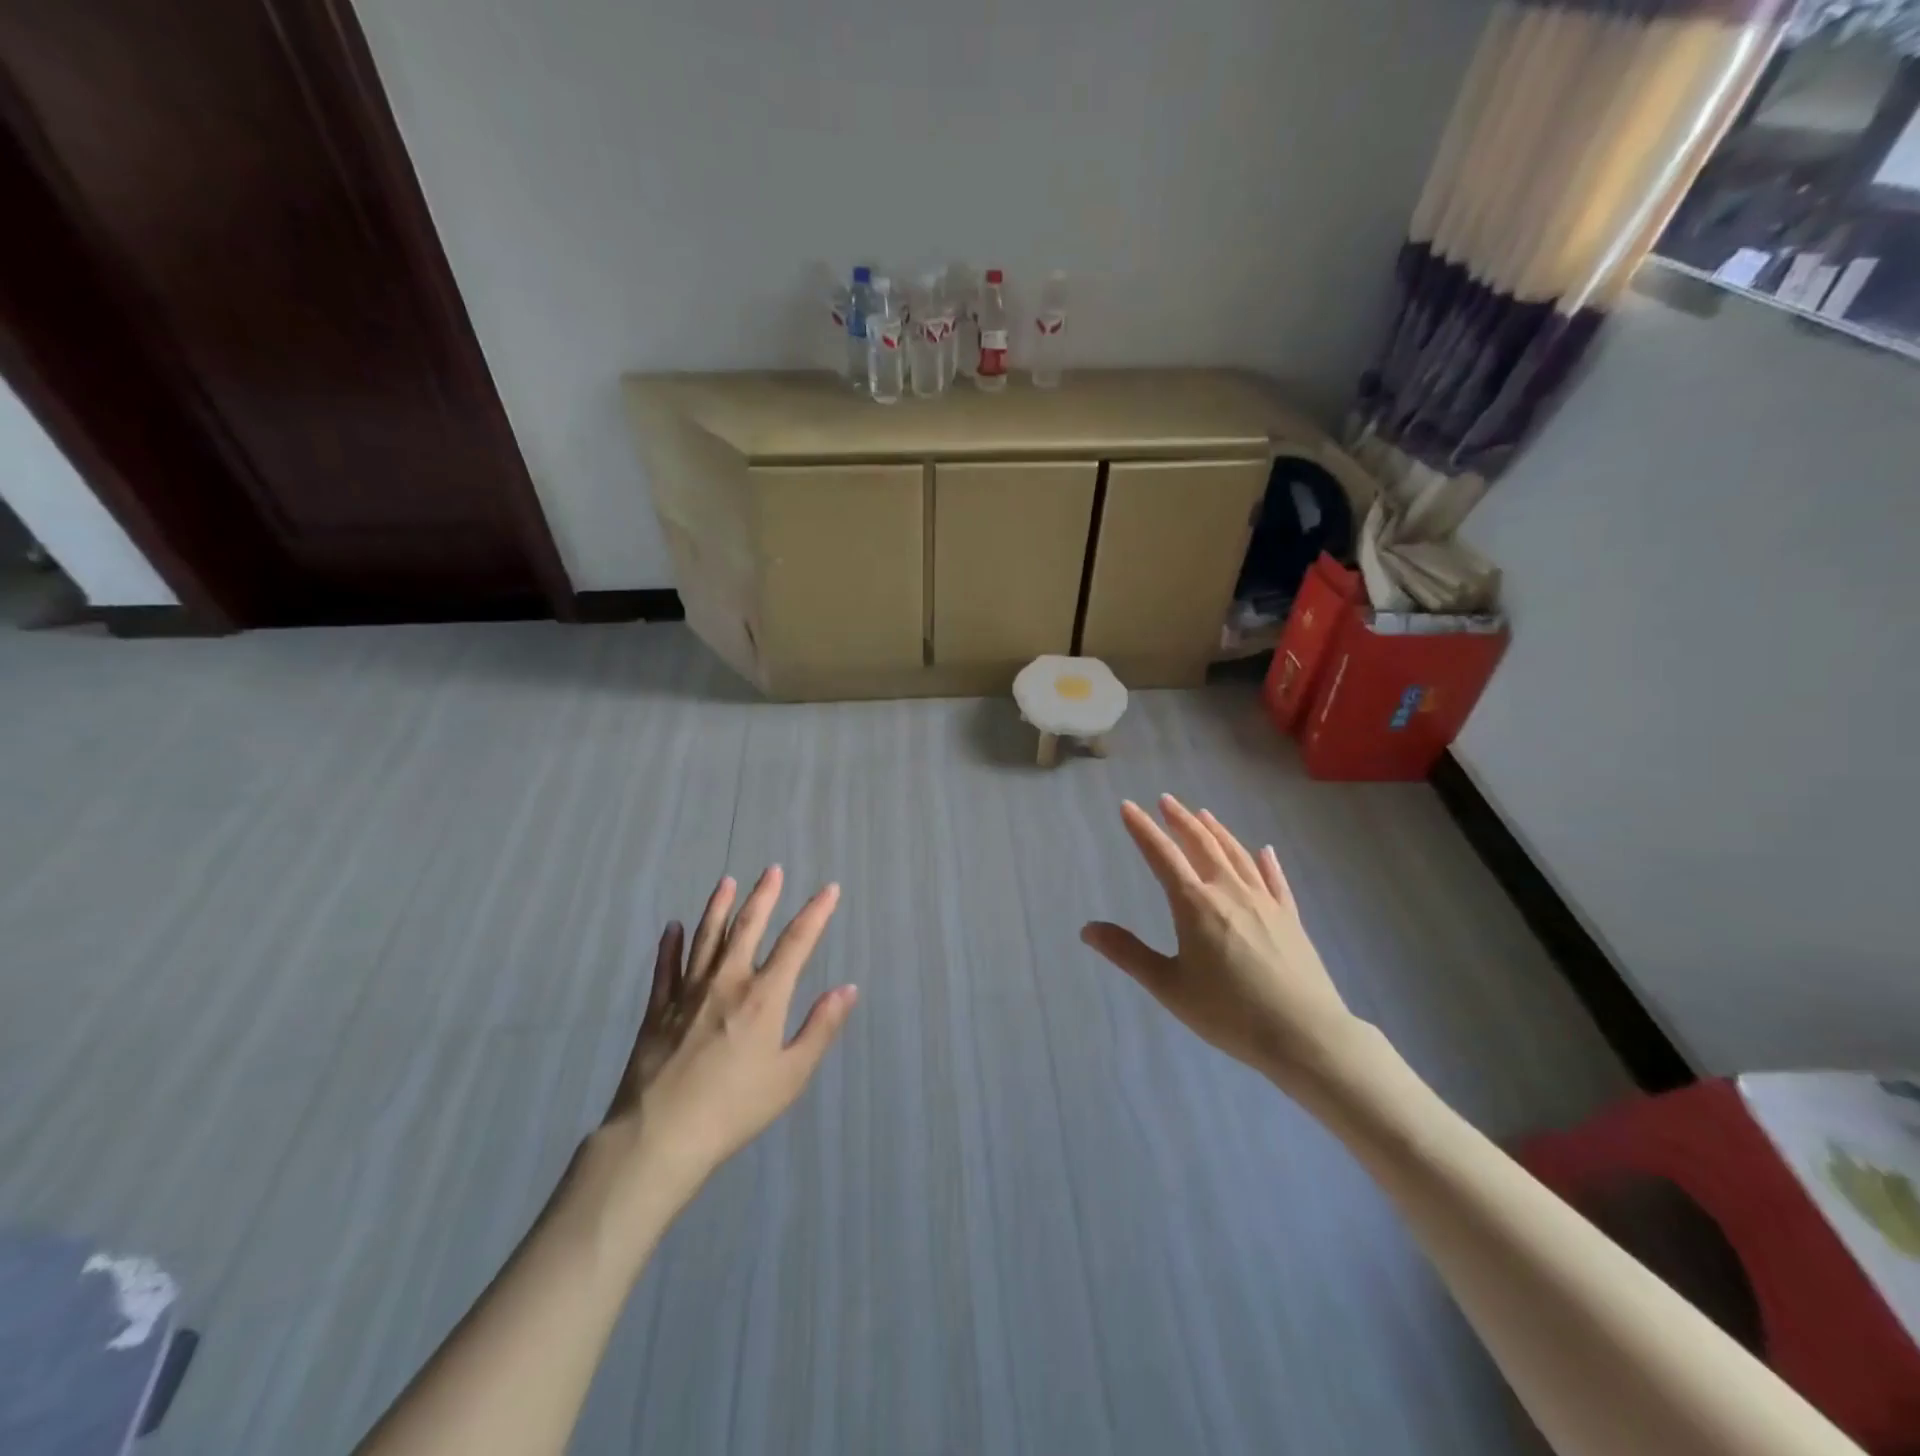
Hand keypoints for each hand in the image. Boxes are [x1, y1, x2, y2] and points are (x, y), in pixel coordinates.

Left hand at [596, 867, 857, 1207]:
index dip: (816, 913)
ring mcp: (687, 993)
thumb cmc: (734, 1109)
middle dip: (764, 896)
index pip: (796, 942)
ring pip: (706, 938)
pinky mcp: (657, 1010)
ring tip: (726, 882)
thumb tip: (848, 988)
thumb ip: (820, 1028)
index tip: (829, 889)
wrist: (659, 1136)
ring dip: (718, 907)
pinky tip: (672, 928)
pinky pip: (665, 968)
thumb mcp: (791, 1075)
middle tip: (772, 870)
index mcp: (764, 997)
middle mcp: (727, 982)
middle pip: (748, 928)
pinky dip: (670, 945)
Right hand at [1082, 795, 1363, 1087]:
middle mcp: (1229, 892)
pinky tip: (1265, 851)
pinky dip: (1266, 862)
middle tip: (1166, 799)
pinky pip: (1276, 880)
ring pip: (1237, 855)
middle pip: (1202, 844)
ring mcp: (1264, 902)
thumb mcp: (1169, 986)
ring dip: (1217, 831)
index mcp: (1195, 904)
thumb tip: (1086, 929)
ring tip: (1203, 814)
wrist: (1305, 1034)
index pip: (1162, 855)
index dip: (1142, 829)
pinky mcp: (1291, 918)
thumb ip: (1128, 953)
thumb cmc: (1229, 1012)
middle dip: (1180, 820)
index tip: (1128, 806)